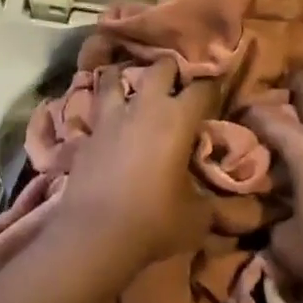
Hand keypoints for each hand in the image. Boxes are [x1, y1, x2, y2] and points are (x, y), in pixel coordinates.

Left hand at [57, 59, 222, 268]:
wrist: (95, 235)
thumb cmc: (154, 221)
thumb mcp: (197, 216)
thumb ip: (207, 195)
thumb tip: (211, 193)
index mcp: (178, 119)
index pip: (202, 88)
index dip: (212, 86)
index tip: (216, 91)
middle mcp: (145, 107)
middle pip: (161, 68)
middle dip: (172, 70)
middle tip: (177, 82)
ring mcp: (111, 117)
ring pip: (115, 77)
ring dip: (126, 77)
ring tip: (132, 85)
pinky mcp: (86, 134)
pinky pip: (96, 111)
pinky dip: (103, 110)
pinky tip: (107, 121)